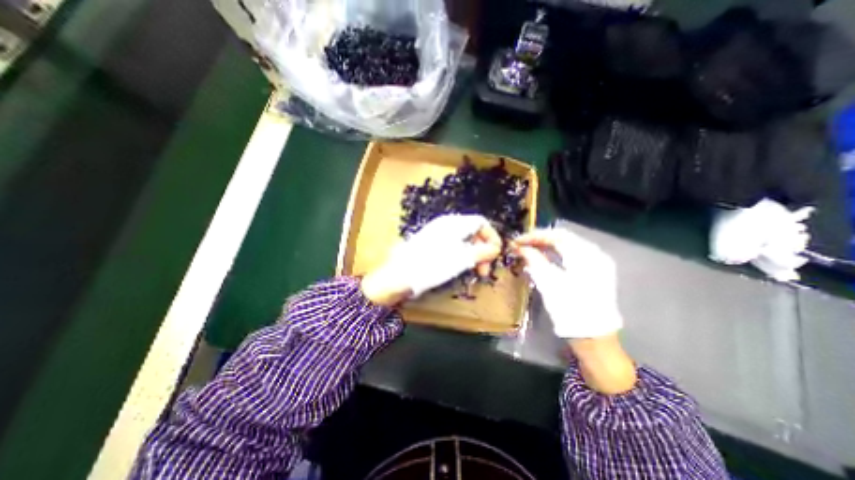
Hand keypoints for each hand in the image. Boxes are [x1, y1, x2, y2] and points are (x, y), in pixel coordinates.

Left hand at [359, 214, 501, 307]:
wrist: (400, 275)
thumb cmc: (432, 265)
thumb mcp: (461, 259)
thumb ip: (482, 252)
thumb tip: (496, 248)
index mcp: (454, 223)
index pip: (481, 222)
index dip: (492, 237)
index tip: (495, 255)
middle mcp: (447, 225)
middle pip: (473, 232)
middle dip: (483, 250)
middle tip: (485, 270)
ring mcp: (438, 235)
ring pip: (464, 241)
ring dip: (474, 256)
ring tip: (475, 272)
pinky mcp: (432, 245)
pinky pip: (454, 247)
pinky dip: (462, 257)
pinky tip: (461, 269)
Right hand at [509, 226, 636, 393]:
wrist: (593, 337)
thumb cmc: (569, 309)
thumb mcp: (548, 282)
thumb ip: (534, 260)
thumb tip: (520, 247)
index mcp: (586, 256)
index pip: (557, 235)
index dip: (535, 236)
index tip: (517, 241)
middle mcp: (596, 254)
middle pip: (564, 238)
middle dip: (540, 240)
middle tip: (522, 244)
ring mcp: (598, 263)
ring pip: (569, 246)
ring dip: (548, 246)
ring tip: (529, 250)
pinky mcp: (597, 272)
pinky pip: (574, 255)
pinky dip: (557, 254)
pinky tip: (544, 259)